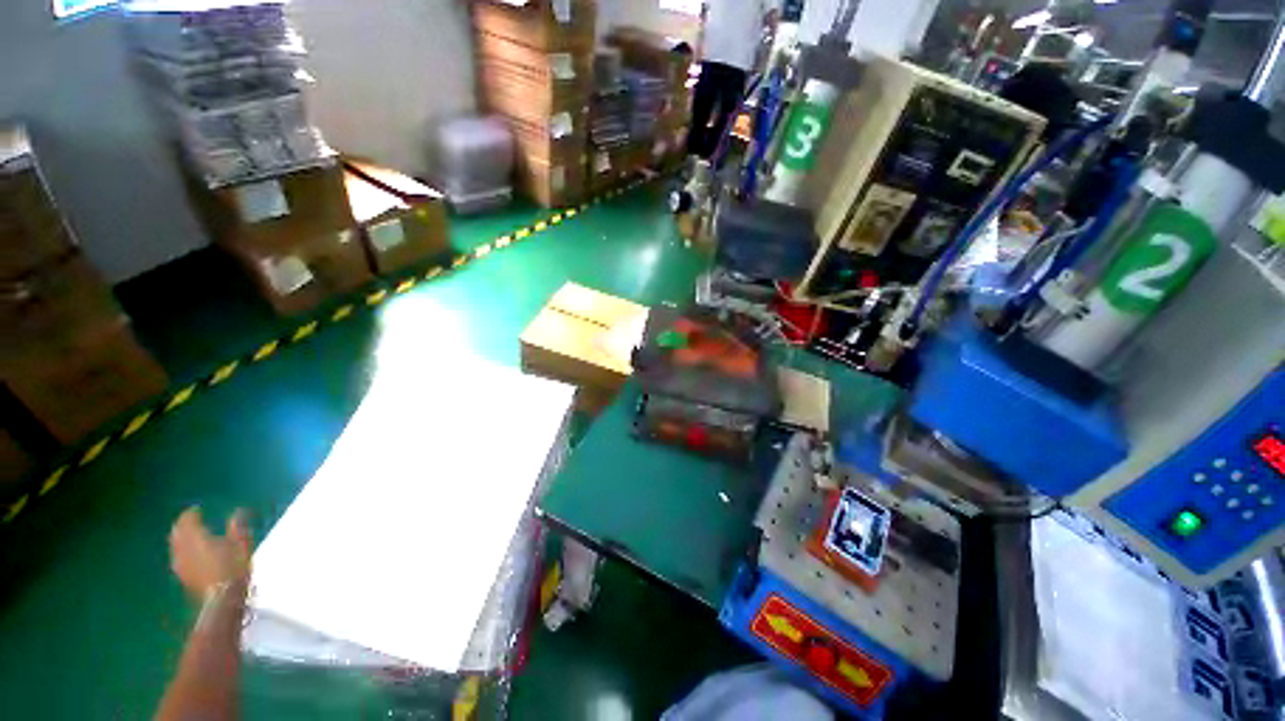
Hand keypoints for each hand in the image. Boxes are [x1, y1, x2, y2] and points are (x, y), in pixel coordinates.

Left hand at [169, 507, 251, 600]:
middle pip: (177, 532)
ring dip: (180, 538)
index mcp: (196, 537)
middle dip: (182, 525)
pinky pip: (177, 556)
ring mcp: (180, 563)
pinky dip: (181, 550)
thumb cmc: (233, 568)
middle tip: (190, 521)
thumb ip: (237, 527)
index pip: (187, 520)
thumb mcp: (241, 545)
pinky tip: (188, 554)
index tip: (197, 510)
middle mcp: (183, 548)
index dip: (191, 514)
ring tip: (189, 536)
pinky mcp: (182, 575)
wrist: (221, 599)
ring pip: (175, 545)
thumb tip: (238, 511)